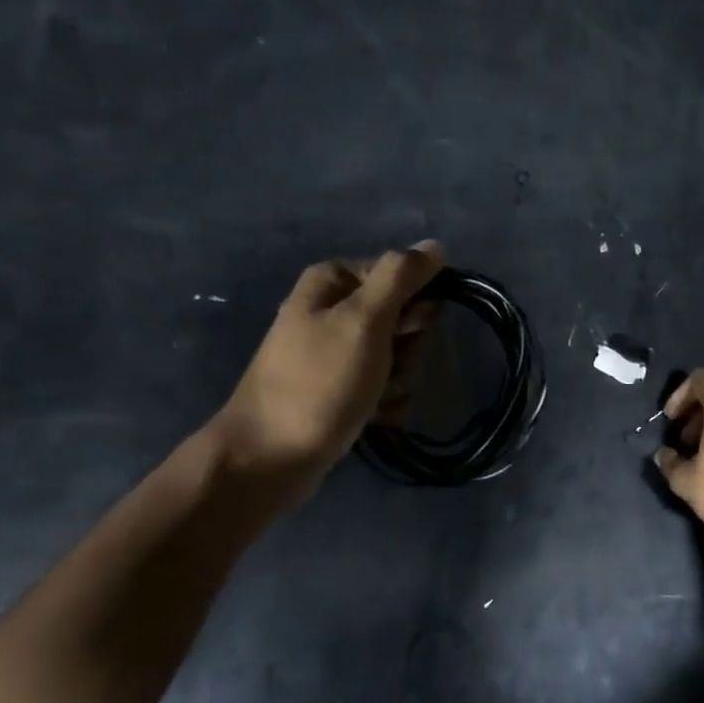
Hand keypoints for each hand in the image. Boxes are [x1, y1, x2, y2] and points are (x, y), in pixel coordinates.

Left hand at [214, 241, 444, 491]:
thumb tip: (435, 245)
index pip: (398, 274)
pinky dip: (385, 401)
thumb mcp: (364, 320)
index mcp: (330, 282)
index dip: (413, 301)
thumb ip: (400, 278)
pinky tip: (378, 417)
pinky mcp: (335, 389)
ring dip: (399, 378)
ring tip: (381, 398)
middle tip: (392, 365)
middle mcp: (328, 310)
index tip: (409, 327)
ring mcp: (331, 352)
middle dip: (408, 345)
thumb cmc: (319, 382)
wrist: (268, 457)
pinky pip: (379, 384)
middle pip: (398, 315)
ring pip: (394, 353)